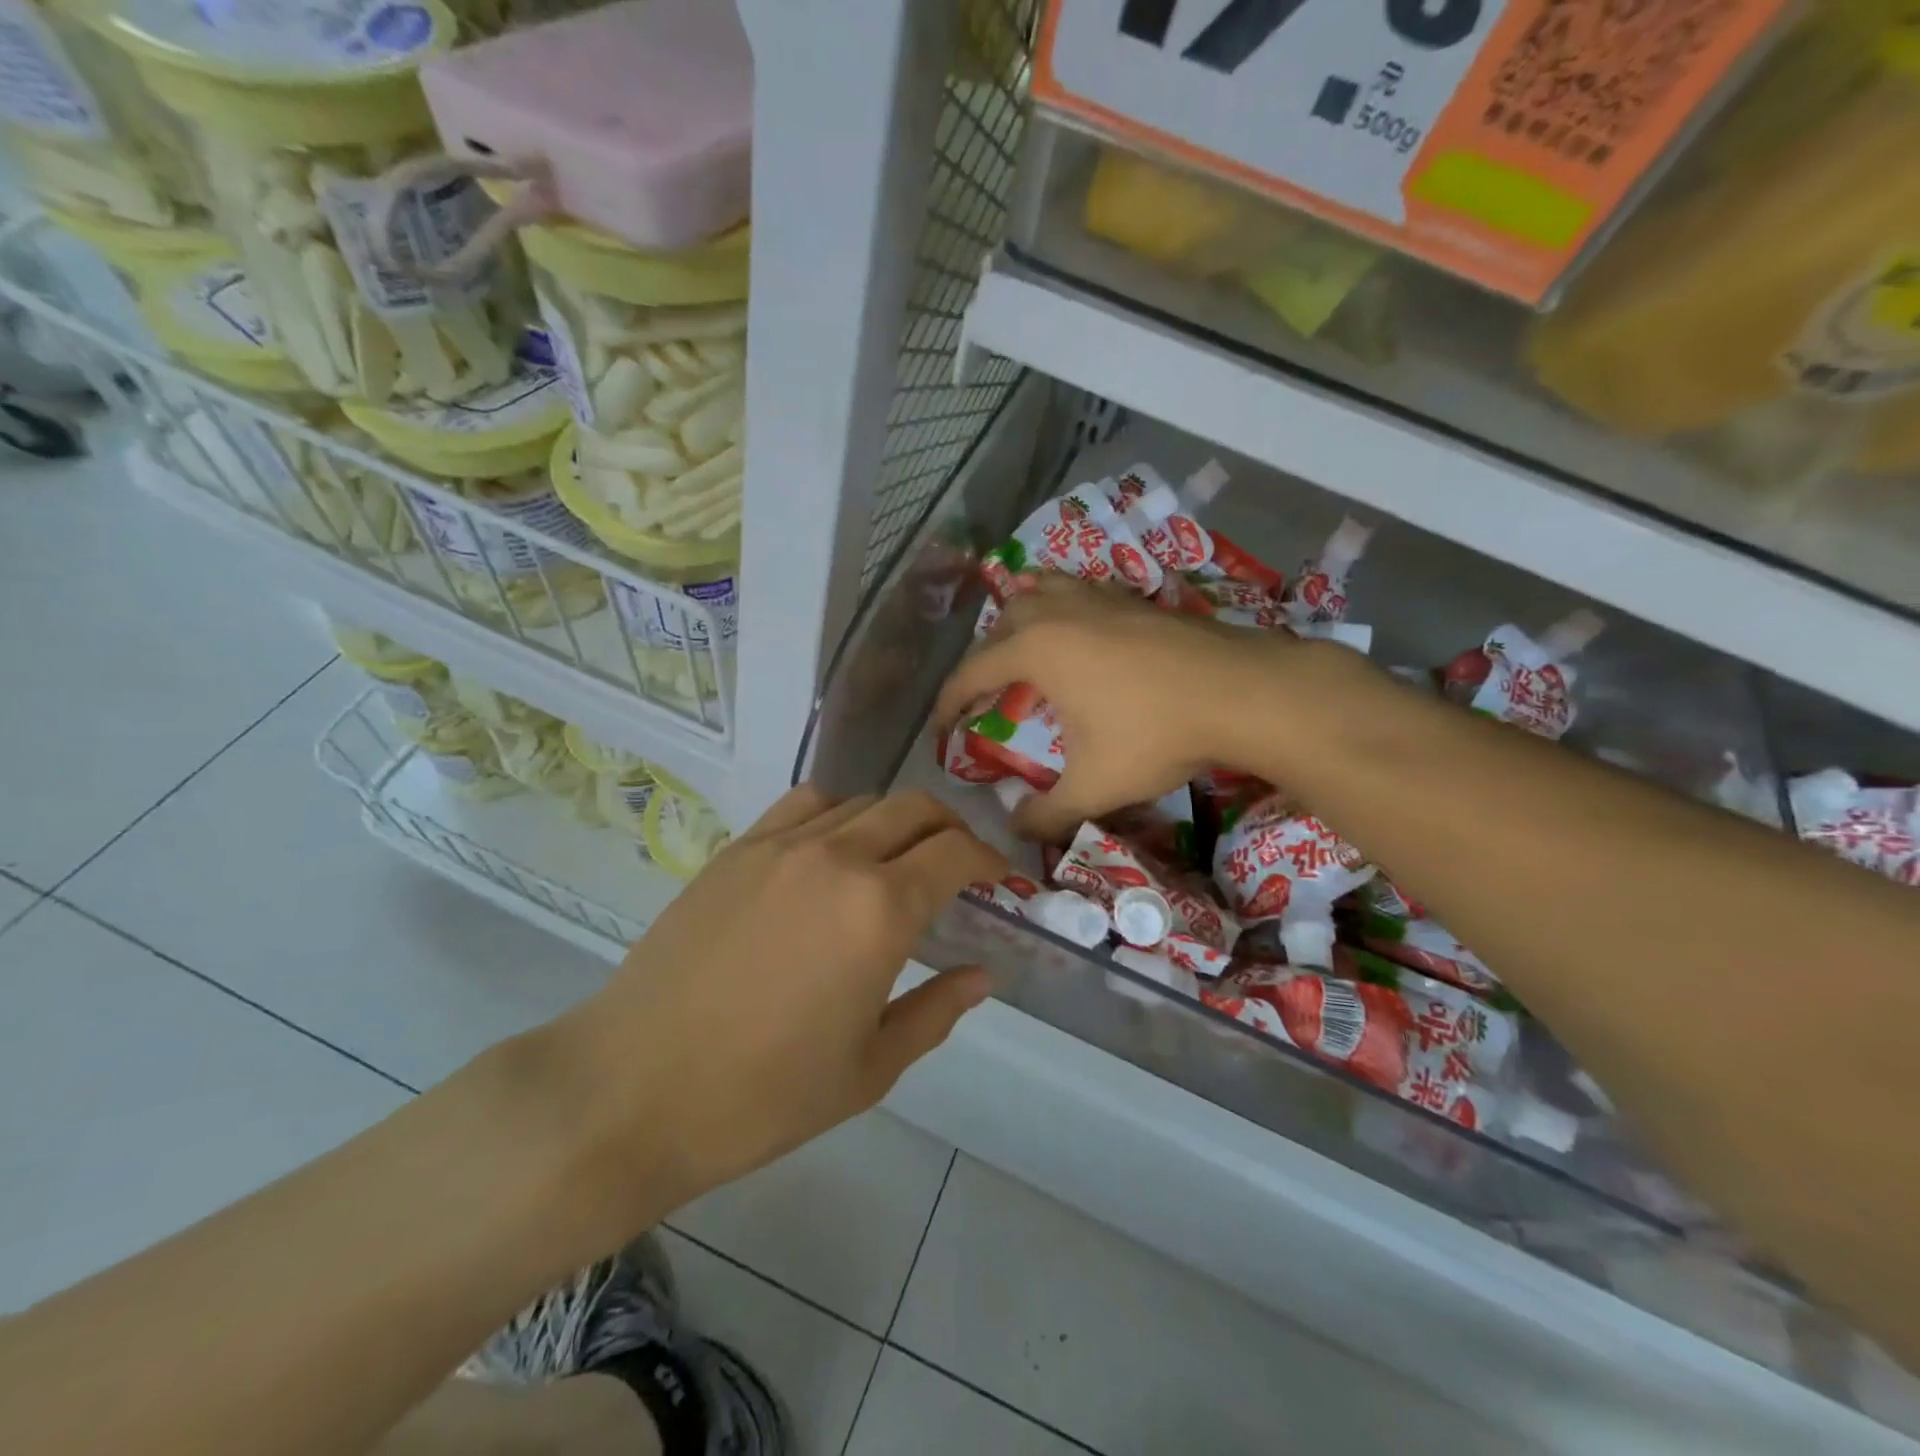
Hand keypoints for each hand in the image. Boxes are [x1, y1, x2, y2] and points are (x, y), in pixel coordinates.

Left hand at [547, 786, 1004, 1232]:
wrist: (633, 1089)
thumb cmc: (762, 1095)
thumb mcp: (870, 1069)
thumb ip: (936, 1012)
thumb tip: (982, 976)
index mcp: (880, 910)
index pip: (956, 852)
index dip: (988, 858)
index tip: (998, 877)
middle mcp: (837, 857)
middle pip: (915, 809)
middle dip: (950, 828)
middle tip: (958, 863)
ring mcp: (781, 845)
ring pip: (861, 801)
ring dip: (895, 820)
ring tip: (896, 857)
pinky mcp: (738, 849)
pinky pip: (804, 804)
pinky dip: (837, 813)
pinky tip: (831, 849)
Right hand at [932, 576, 1295, 841]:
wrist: (1241, 692)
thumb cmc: (1155, 735)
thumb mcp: (1095, 786)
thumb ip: (1047, 814)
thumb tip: (1016, 832)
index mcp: (1036, 650)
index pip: (972, 672)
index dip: (948, 702)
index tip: (939, 728)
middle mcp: (1060, 612)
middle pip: (1003, 622)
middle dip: (985, 656)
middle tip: (987, 692)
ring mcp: (1100, 597)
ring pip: (1042, 590)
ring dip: (1022, 617)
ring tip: (1024, 647)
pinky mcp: (1135, 598)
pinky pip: (1080, 591)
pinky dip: (1063, 608)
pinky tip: (1082, 634)